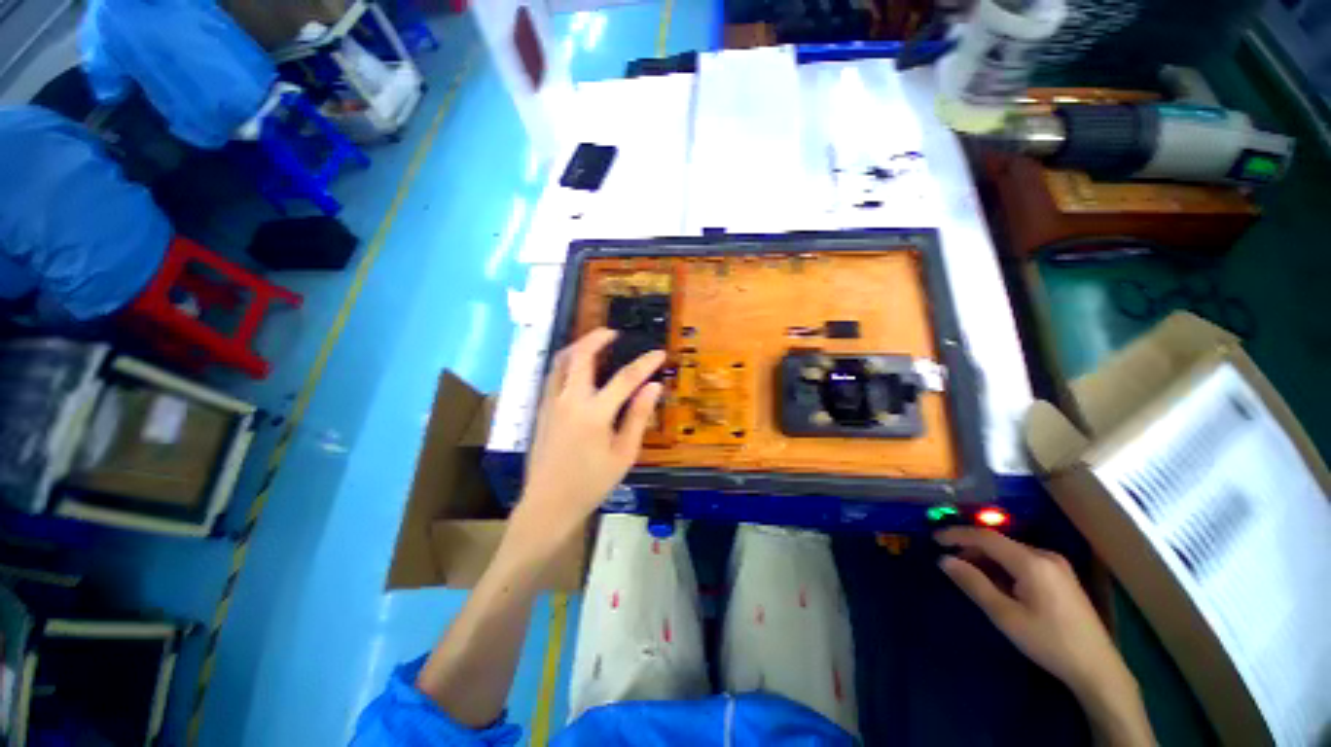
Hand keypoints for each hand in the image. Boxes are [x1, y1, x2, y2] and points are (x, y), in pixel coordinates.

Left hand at [516, 328, 663, 542]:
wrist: (548, 504)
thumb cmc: (591, 483)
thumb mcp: (624, 454)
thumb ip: (639, 416)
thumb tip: (654, 387)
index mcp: (594, 414)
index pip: (625, 378)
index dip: (645, 363)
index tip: (659, 353)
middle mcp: (569, 400)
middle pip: (581, 356)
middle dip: (597, 338)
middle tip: (613, 333)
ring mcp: (551, 403)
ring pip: (561, 361)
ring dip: (578, 346)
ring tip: (595, 343)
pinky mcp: (541, 409)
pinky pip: (554, 374)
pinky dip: (567, 362)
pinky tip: (578, 367)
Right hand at [935, 527, 1132, 697]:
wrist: (1097, 668)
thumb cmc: (1047, 642)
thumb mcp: (1005, 616)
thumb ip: (973, 584)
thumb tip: (944, 560)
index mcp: (1031, 562)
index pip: (986, 537)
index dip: (957, 534)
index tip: (933, 538)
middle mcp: (1045, 555)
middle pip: (999, 543)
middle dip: (971, 548)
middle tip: (949, 561)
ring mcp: (1057, 565)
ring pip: (1011, 552)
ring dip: (987, 558)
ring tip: (968, 573)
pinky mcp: (1062, 576)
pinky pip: (1024, 560)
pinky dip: (1004, 566)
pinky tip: (997, 582)